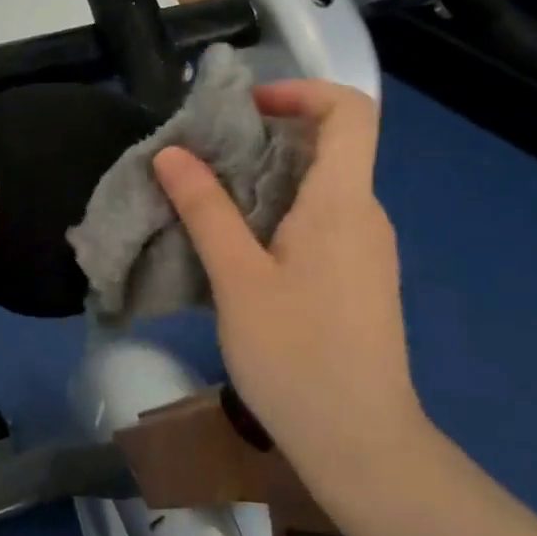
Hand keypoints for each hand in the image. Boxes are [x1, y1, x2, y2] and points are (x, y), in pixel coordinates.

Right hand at [153, 81, 426, 504]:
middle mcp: (364, 214)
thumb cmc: (297, 357)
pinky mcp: (357, 277)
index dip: (301, 90)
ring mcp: (365, 248)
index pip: (349, 111)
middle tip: (206, 155)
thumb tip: (171, 153)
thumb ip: (205, 209)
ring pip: (320, 185)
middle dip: (265, 135)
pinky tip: (236, 246)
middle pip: (327, 144)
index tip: (246, 108)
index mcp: (343, 202)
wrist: (361, 445)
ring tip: (208, 198)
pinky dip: (278, 211)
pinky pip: (320, 220)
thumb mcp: (238, 279)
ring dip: (265, 177)